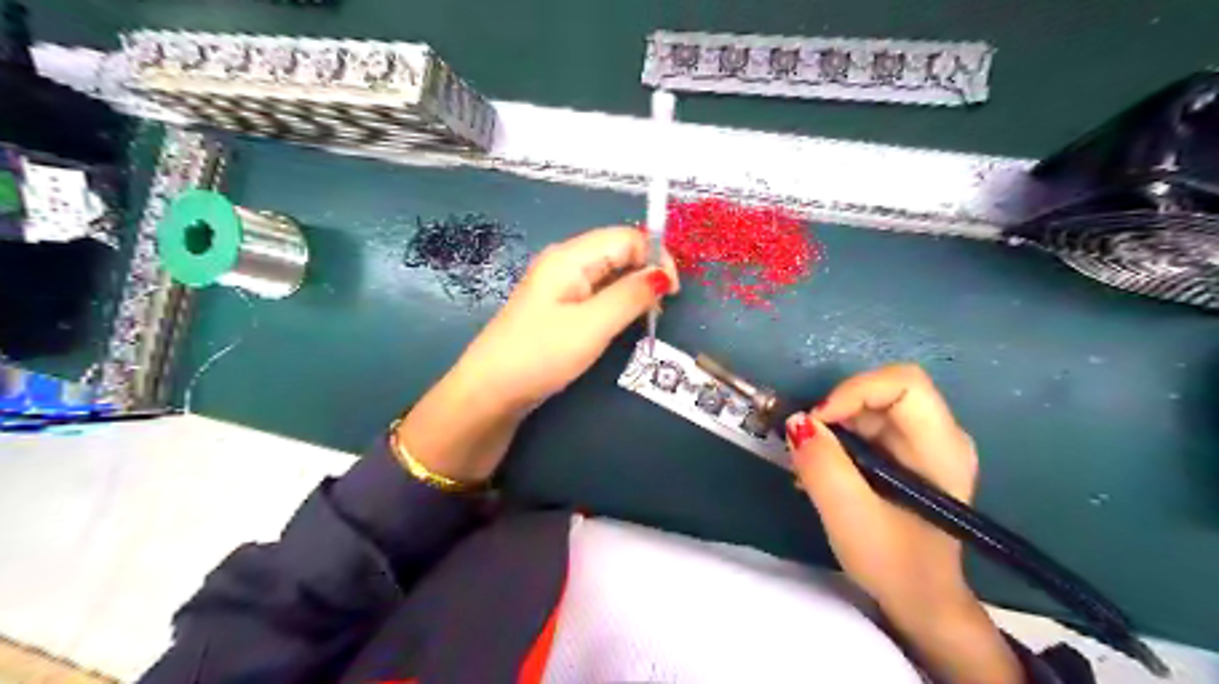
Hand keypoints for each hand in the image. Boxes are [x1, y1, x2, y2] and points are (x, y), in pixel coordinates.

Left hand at [455, 226, 674, 414]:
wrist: (490, 391)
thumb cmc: (540, 355)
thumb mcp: (592, 326)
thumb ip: (630, 297)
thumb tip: (662, 275)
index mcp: (570, 257)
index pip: (626, 237)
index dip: (655, 257)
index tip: (672, 293)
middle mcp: (565, 262)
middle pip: (618, 251)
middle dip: (646, 273)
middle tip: (658, 310)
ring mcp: (560, 285)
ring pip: (609, 274)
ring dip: (633, 290)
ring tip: (645, 319)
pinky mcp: (558, 307)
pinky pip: (597, 293)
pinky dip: (616, 303)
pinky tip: (621, 324)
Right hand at [786, 369, 1021, 683]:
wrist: (920, 600)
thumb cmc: (894, 564)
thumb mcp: (850, 517)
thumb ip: (822, 466)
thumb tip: (796, 422)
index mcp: (941, 446)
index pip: (904, 383)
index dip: (855, 390)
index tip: (818, 422)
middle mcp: (938, 434)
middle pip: (882, 390)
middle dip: (836, 412)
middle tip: (806, 446)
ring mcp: (922, 442)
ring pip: (868, 406)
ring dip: (832, 428)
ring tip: (809, 466)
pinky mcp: (905, 453)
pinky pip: (865, 425)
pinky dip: (837, 440)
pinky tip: (822, 472)